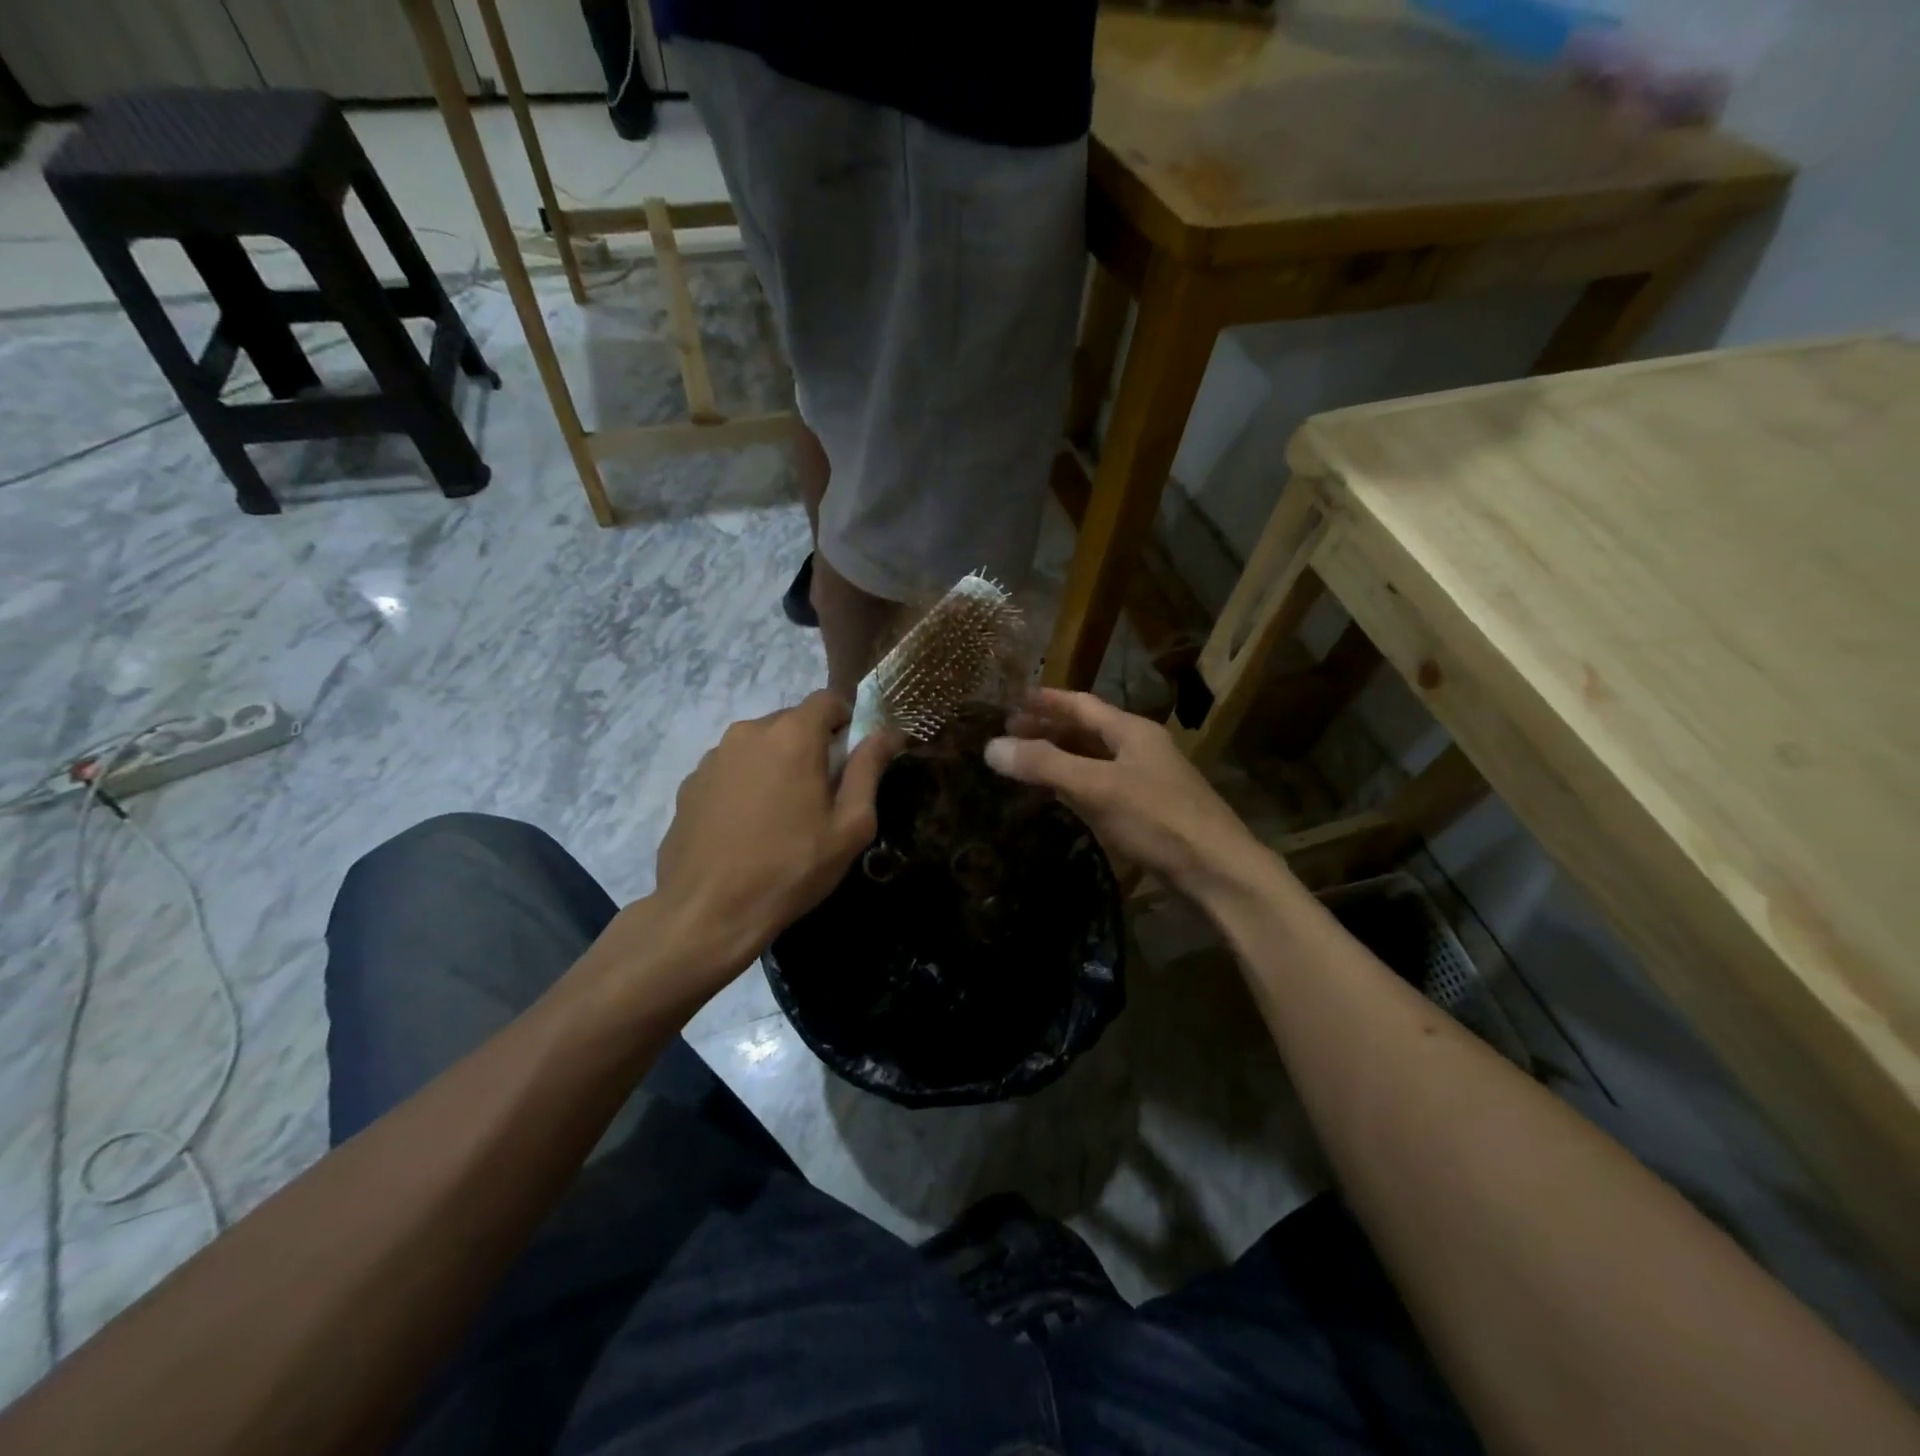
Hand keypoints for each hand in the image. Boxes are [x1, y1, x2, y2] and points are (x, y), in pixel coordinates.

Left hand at [644, 692, 896, 998]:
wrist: (707, 912)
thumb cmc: (791, 868)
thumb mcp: (849, 826)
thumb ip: (869, 770)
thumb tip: (888, 733)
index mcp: (792, 735)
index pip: (828, 700)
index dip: (848, 721)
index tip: (852, 758)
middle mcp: (748, 732)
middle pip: (792, 722)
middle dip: (813, 746)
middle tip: (821, 795)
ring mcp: (713, 757)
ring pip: (760, 745)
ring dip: (778, 765)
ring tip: (782, 815)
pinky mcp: (690, 783)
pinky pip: (732, 768)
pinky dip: (747, 783)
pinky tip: (747, 827)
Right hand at [983, 689, 1271, 896]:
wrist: (1218, 873)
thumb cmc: (1159, 820)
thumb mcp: (1097, 787)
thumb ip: (1045, 765)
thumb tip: (990, 747)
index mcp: (1132, 731)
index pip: (1082, 704)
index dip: (1046, 701)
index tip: (1011, 700)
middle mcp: (1141, 749)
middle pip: (1088, 730)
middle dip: (1049, 729)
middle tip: (1010, 734)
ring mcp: (1147, 781)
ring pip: (1095, 760)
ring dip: (1062, 757)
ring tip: (1026, 762)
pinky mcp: (1149, 812)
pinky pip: (1102, 787)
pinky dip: (1076, 785)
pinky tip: (1059, 798)